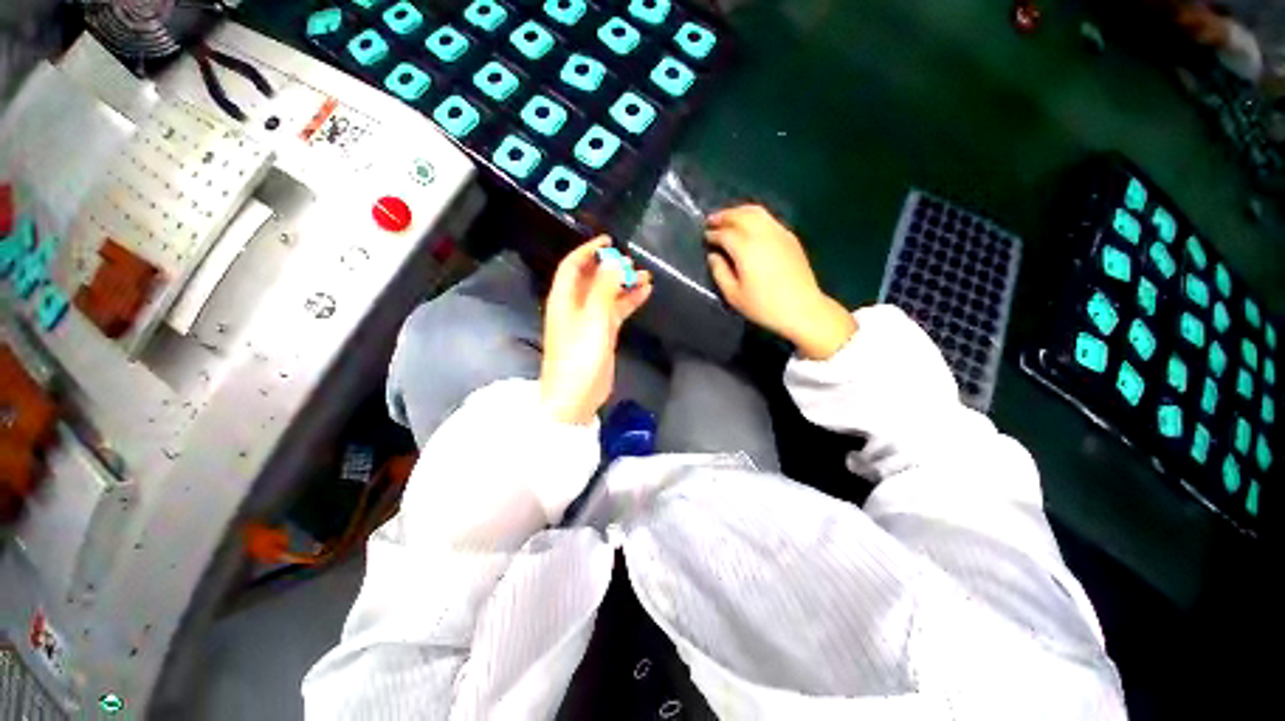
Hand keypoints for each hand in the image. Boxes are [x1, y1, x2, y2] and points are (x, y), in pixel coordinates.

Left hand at [541, 237, 652, 424]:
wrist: (576, 396)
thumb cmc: (580, 356)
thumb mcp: (593, 319)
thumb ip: (604, 289)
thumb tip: (614, 261)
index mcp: (564, 299)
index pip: (573, 266)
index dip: (588, 250)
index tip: (609, 240)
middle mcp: (574, 306)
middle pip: (592, 279)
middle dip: (611, 267)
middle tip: (632, 262)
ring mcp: (589, 321)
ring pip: (607, 294)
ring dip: (623, 284)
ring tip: (645, 276)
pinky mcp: (602, 334)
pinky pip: (616, 311)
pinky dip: (628, 301)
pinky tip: (645, 293)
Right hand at [706, 204, 855, 359]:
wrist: (802, 308)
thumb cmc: (764, 306)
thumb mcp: (733, 295)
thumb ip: (719, 272)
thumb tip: (713, 256)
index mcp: (746, 248)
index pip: (724, 233)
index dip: (712, 234)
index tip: (704, 237)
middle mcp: (762, 234)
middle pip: (740, 215)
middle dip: (723, 216)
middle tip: (711, 221)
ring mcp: (779, 233)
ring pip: (756, 211)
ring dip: (739, 211)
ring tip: (728, 218)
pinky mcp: (790, 237)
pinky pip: (769, 218)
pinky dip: (754, 217)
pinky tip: (750, 226)